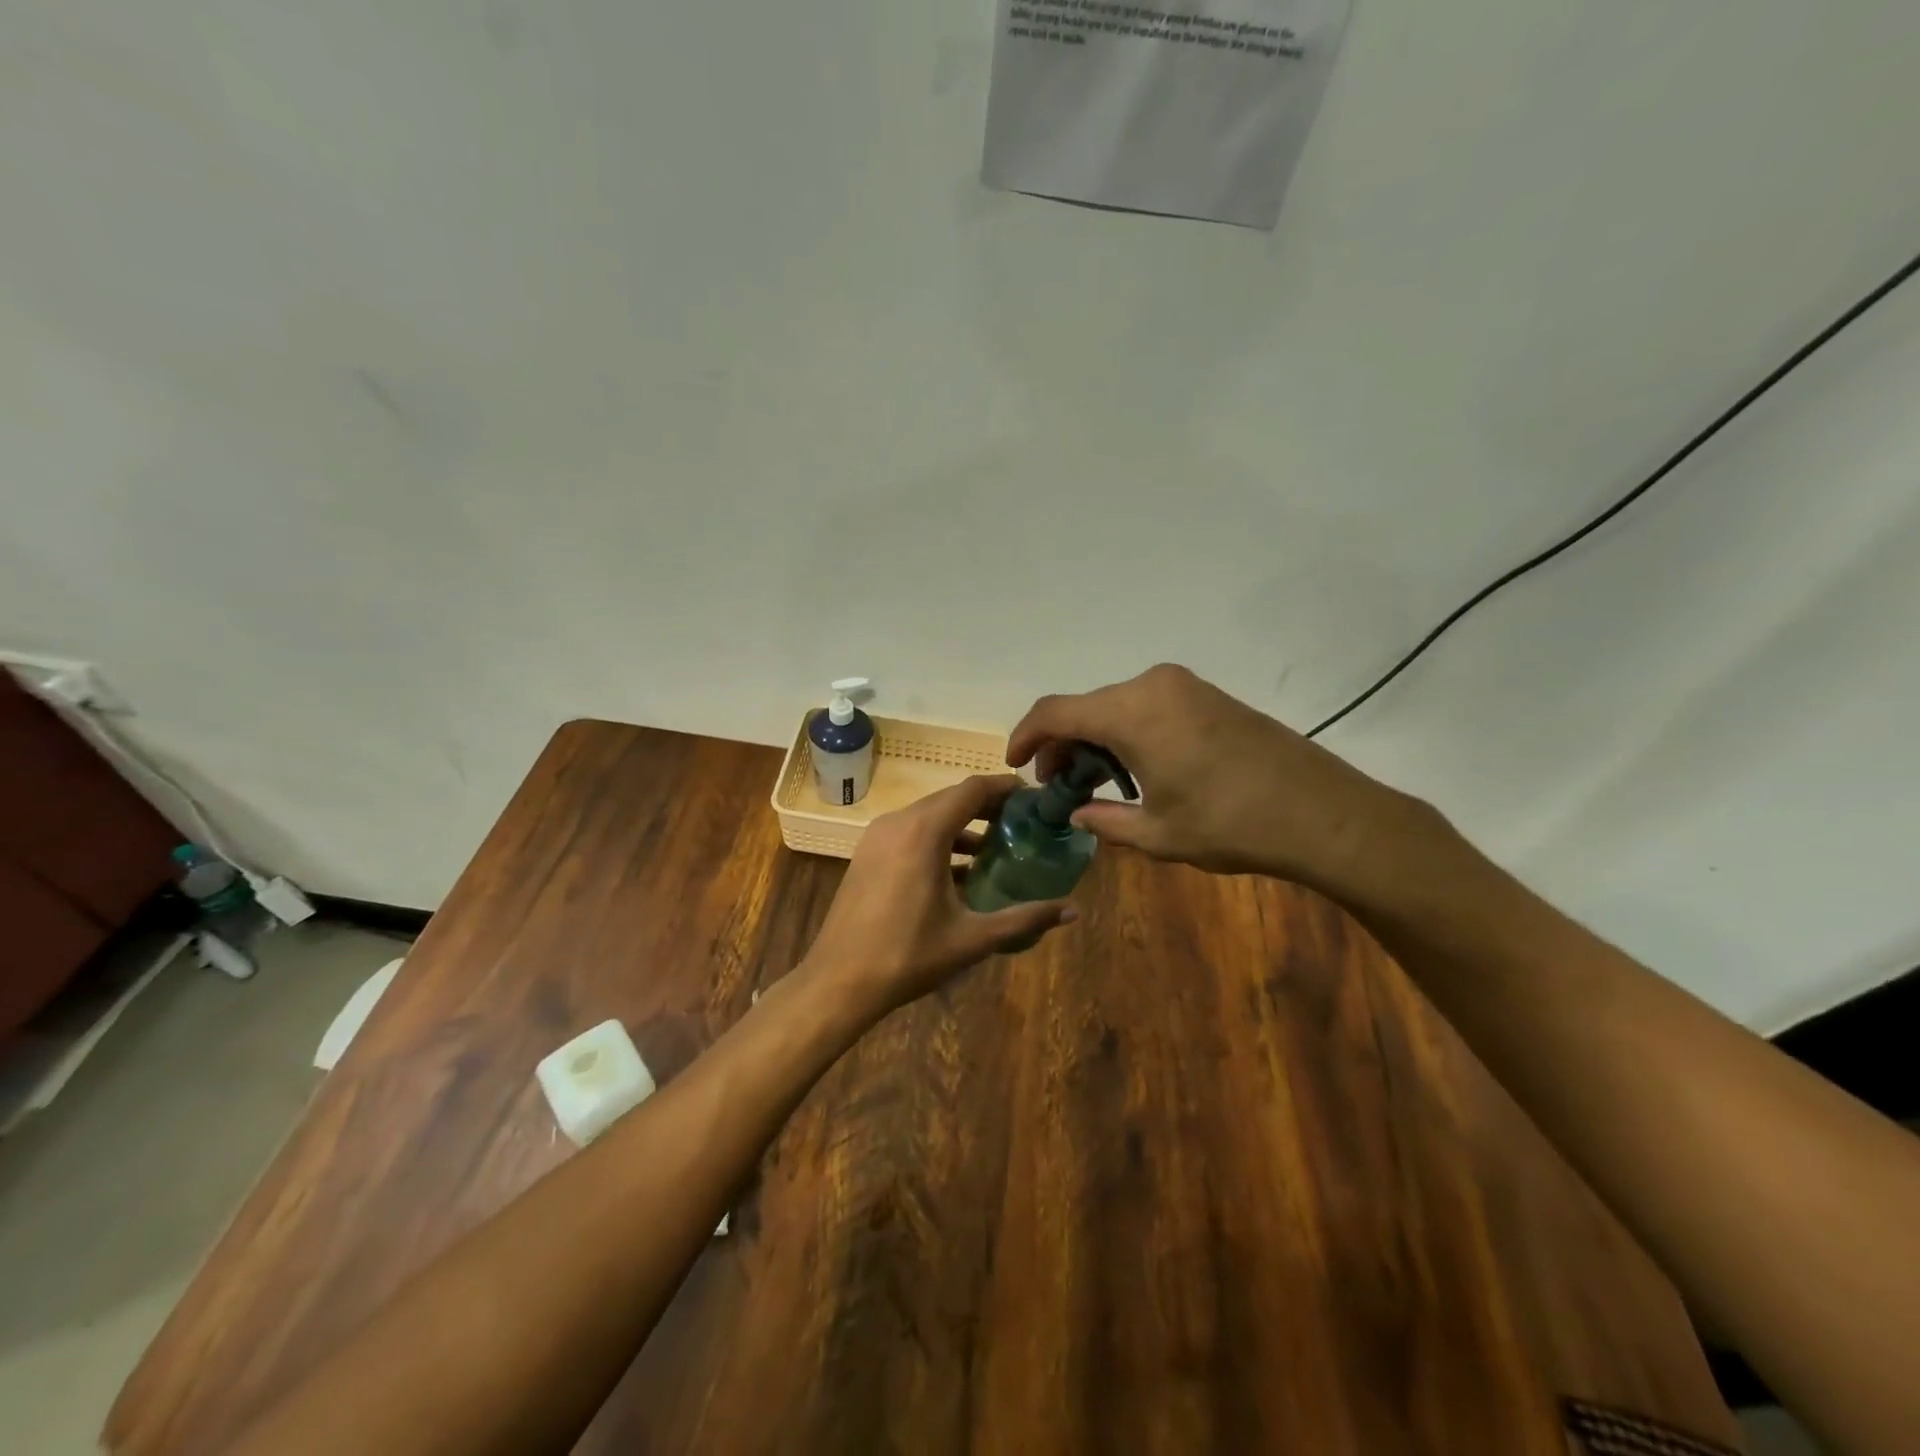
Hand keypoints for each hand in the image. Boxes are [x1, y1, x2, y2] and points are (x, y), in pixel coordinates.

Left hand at [800, 775, 1077, 1016]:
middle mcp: (899, 822)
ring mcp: (877, 836)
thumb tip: (1073, 910)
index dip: (1005, 788)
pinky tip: (957, 871)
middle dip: (988, 807)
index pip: (973, 789)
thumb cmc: (907, 956)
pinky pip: (909, 832)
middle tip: (1022, 824)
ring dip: (962, 825)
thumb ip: (1024, 919)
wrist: (838, 981)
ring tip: (996, 849)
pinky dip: (937, 839)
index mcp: (924, 831)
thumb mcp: (972, 938)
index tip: (1033, 798)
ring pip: (928, 815)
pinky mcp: (867, 853)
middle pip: (951, 798)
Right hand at [1006, 663, 1418, 891]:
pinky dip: (1128, 731)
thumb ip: (1105, 821)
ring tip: (1095, 781)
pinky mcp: (1208, 695)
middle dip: (1062, 743)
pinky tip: (1135, 767)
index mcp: (1131, 712)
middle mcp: (1152, 685)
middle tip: (1057, 784)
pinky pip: (1149, 705)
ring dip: (1096, 738)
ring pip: (1117, 705)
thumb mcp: (1156, 833)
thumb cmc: (1229, 824)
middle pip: (1086, 706)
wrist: (1321, 812)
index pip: (1056, 712)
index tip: (1013, 763)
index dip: (1026, 736)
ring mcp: (1184, 686)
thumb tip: (1079, 814)